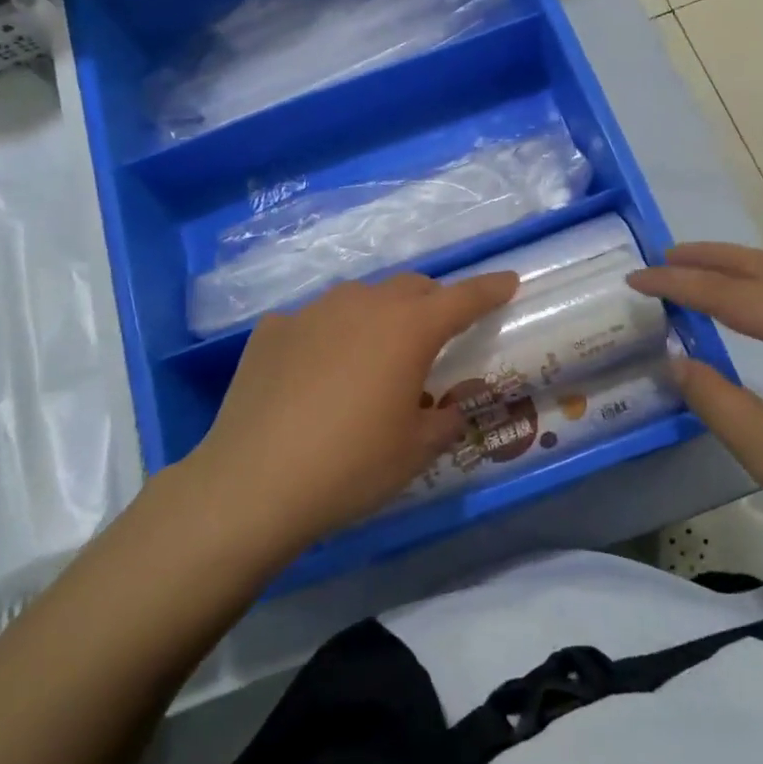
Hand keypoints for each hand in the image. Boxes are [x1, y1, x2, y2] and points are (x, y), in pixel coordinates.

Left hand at [182, 271, 519, 553]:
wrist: (252, 482)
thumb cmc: (351, 466)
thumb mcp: (414, 451)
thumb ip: (443, 420)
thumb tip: (447, 409)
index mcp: (408, 329)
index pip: (464, 297)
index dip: (490, 289)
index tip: (509, 281)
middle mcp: (363, 304)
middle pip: (410, 288)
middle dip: (432, 303)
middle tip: (435, 335)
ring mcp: (312, 312)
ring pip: (360, 298)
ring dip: (378, 316)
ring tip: (372, 356)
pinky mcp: (271, 329)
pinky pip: (313, 322)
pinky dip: (328, 337)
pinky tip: (315, 373)